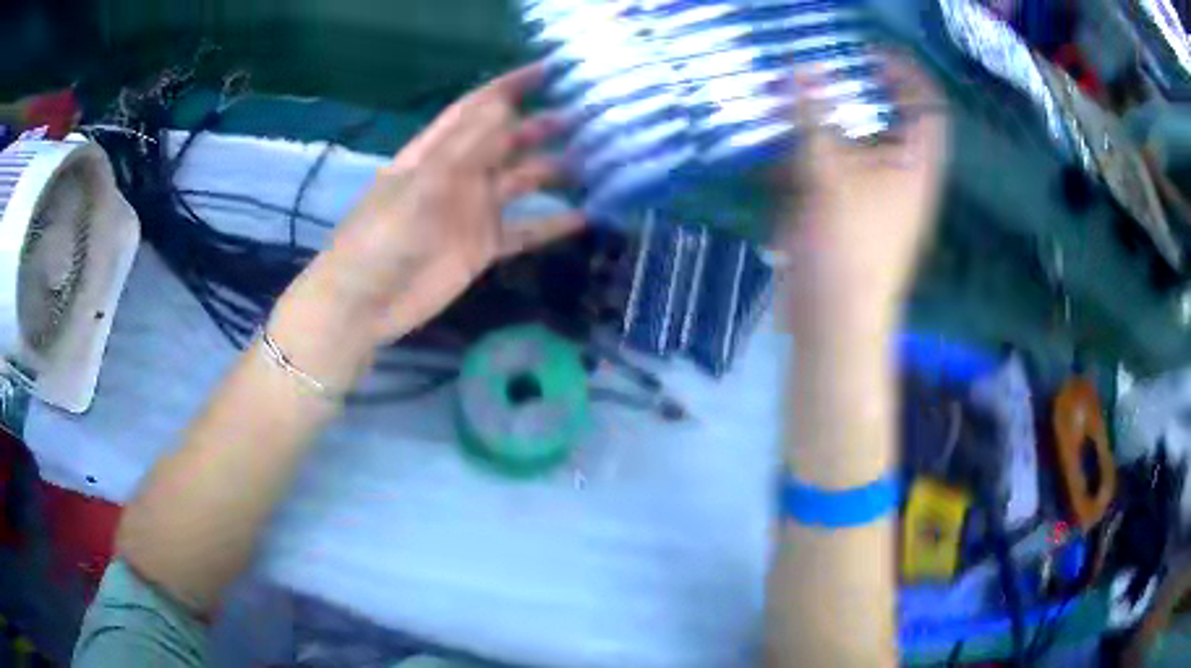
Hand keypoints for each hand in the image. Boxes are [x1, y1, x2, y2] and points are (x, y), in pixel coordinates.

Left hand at [291, 64, 583, 348]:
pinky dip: (552, 224)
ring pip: (522, 182)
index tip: (550, 69)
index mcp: (437, 151)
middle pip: (507, 141)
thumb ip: (463, 147)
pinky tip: (585, 217)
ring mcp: (473, 211)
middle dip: (543, 125)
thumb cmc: (381, 238)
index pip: (477, 108)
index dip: (511, 86)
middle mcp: (459, 174)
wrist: (365, 304)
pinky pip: (525, 230)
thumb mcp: (420, 185)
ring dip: (555, 170)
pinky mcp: (483, 246)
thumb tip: (506, 106)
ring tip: (597, 160)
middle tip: (589, 116)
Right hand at [780, 54, 948, 333]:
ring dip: (823, 119)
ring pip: (854, 141)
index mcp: (916, 166)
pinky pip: (830, 167)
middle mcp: (900, 174)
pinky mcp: (845, 209)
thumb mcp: (829, 176)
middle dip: (854, 91)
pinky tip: (776, 143)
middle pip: (888, 119)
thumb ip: (814, 118)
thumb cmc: (846, 248)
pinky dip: (807, 150)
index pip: (928, 106)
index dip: (905, 73)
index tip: (867, 53)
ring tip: (788, 98)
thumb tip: (801, 68)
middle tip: (818, 69)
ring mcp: (872, 192)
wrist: (833, 320)